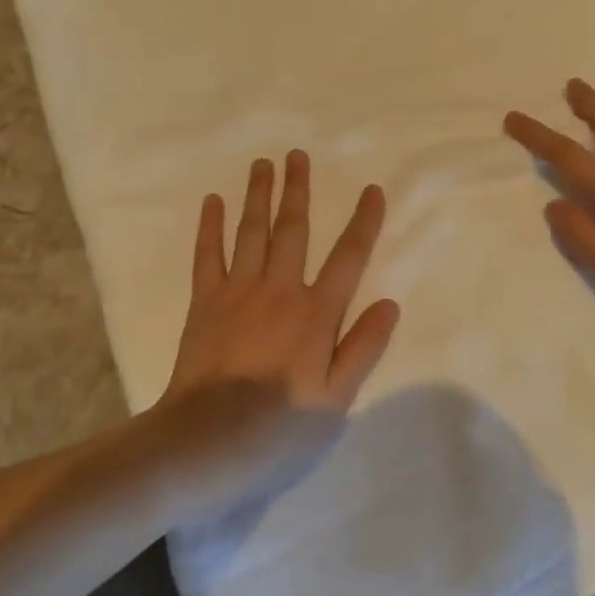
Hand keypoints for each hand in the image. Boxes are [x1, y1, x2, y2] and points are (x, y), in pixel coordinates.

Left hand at [166, 150, 399, 415]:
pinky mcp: (204, 302)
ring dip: (259, 195)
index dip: (363, 221)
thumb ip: (364, 347)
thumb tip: (391, 304)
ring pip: (252, 232)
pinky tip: (213, 202)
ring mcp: (238, 292)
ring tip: (263, 164)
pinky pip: (207, 255)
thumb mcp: (336, 399)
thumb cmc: (279, 425)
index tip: (372, 190)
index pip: (349, 257)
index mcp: (316, 313)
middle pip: (293, 229)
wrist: (208, 440)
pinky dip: (210, 227)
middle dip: (298, 190)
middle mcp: (280, 290)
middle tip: (298, 155)